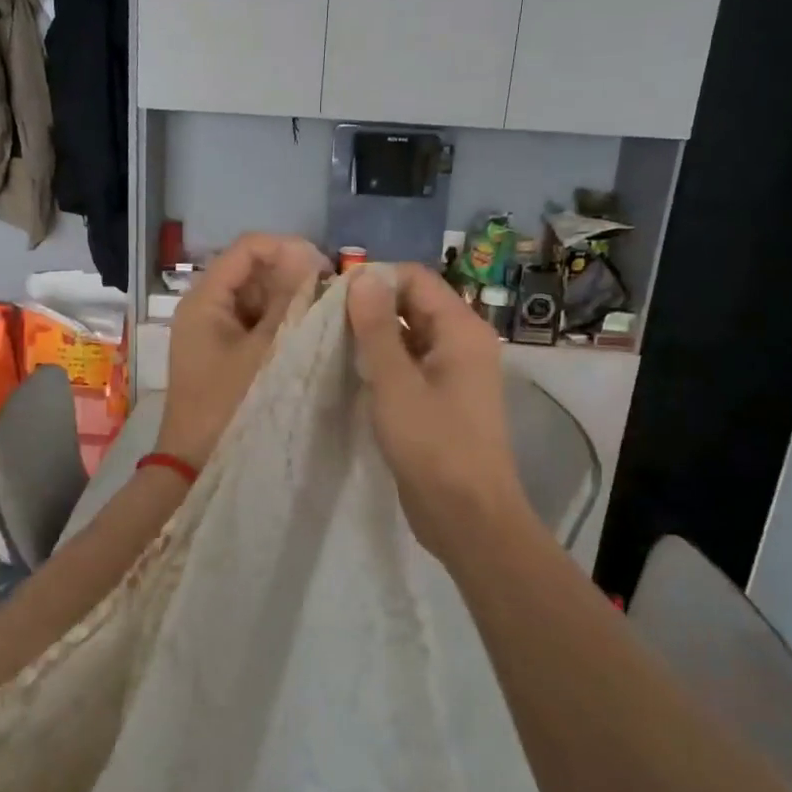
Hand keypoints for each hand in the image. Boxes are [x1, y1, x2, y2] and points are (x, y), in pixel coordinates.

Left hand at [153, 233, 329, 468]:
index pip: (248, 248)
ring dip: (288, 300)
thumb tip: (311, 260)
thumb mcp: (265, 351)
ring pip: (256, 297)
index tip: (325, 270)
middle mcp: (205, 306)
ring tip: (323, 315)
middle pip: (252, 270)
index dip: (288, 248)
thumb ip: (288, 303)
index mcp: (205, 299)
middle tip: (330, 296)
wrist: (194, 463)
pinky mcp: (223, 351)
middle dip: (292, 275)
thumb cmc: (228, 405)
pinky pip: (254, 322)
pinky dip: (279, 322)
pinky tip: (306, 334)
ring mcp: (213, 330)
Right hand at [347, 264, 532, 565]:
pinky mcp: (442, 399)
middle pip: (413, 304)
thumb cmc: (433, 446)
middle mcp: (463, 342)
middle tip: (324, 322)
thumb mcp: (395, 383)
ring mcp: (454, 372)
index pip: (416, 279)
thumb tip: (362, 275)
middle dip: (370, 308)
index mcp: (461, 329)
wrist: (467, 516)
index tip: (332, 296)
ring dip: (374, 337)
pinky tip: (351, 374)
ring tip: (330, 345)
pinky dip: (383, 363)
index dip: (375, 279)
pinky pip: (410, 365)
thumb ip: (376, 327)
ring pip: (409, 336)